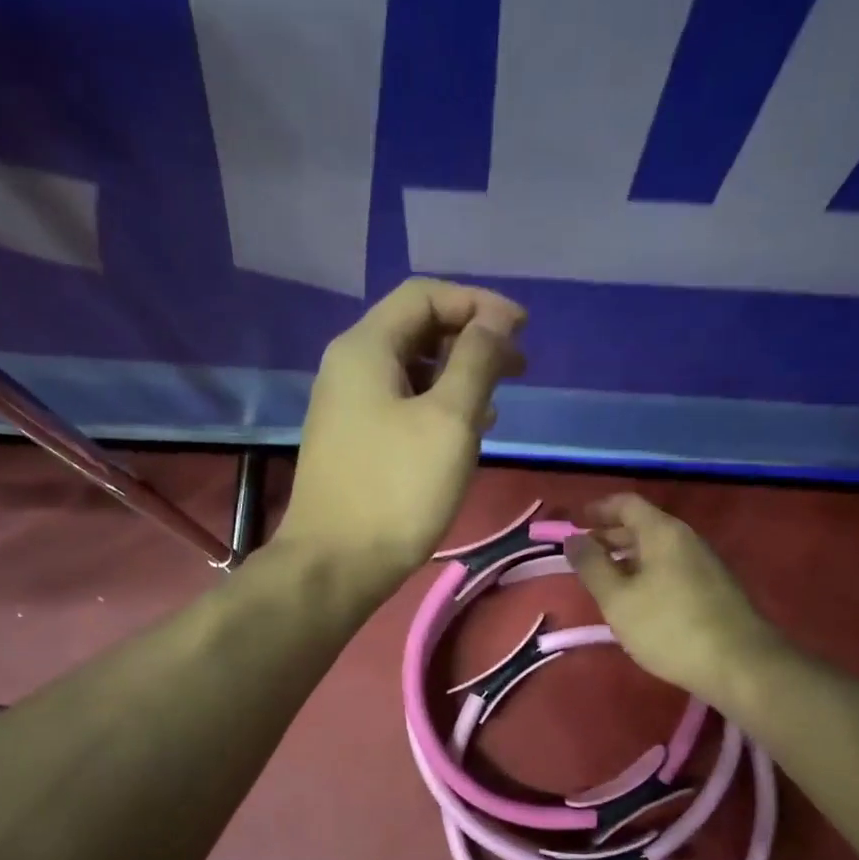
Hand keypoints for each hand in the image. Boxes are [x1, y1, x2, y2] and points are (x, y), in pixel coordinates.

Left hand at [278, 278, 526, 591]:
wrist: (336, 564)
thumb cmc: (397, 489)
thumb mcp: (449, 419)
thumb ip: (477, 360)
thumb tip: (496, 321)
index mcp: (365, 347)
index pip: (425, 295)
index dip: (479, 303)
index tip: (523, 331)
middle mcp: (350, 366)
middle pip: (417, 329)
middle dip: (472, 339)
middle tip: (519, 366)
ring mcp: (348, 407)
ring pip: (412, 370)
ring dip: (459, 375)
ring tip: (498, 400)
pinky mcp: (355, 442)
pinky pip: (402, 405)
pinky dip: (439, 406)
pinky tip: (468, 431)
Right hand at [564, 493, 782, 712]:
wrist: (739, 665)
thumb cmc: (668, 627)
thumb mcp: (617, 599)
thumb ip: (591, 566)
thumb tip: (572, 539)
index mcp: (662, 532)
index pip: (626, 503)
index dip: (597, 509)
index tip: (574, 523)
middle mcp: (686, 539)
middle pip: (643, 525)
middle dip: (609, 535)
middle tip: (583, 554)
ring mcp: (704, 563)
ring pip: (658, 549)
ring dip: (627, 557)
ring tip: (604, 579)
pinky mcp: (714, 588)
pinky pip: (671, 567)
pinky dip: (646, 572)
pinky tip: (637, 599)